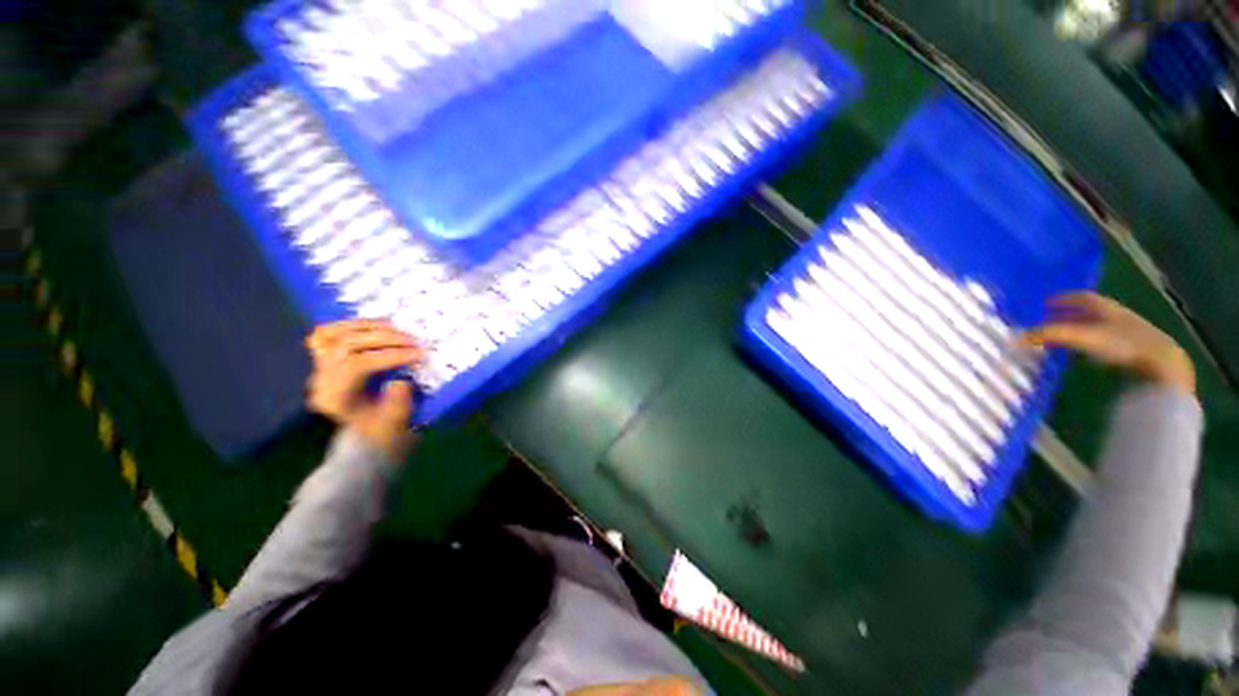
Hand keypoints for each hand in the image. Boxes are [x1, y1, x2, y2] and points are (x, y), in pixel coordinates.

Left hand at [305, 319, 423, 460]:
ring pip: (334, 335)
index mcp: (335, 399)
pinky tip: (376, 325)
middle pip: (346, 346)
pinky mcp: (324, 358)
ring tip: (399, 330)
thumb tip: (400, 382)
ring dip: (369, 328)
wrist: (368, 435)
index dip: (389, 356)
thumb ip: (397, 405)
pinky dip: (350, 325)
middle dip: (384, 339)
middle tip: (415, 341)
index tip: (419, 354)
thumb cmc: (386, 429)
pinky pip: (327, 333)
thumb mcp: (396, 423)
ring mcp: (319, 367)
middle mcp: (321, 381)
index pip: (356, 366)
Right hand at [1021, 293, 1195, 395]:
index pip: (1082, 297)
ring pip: (1102, 326)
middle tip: (1052, 319)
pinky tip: (1090, 353)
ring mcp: (1130, 333)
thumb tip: (1014, 339)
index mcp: (1107, 307)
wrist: (1163, 366)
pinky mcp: (1136, 351)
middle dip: (1072, 313)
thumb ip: (1050, 336)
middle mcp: (1118, 316)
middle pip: (1092, 311)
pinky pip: (1110, 341)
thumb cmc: (1122, 345)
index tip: (1046, 302)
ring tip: (1068, 336)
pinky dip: (1096, 343)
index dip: (1064, 298)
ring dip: (1084, 328)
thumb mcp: (1082, 338)